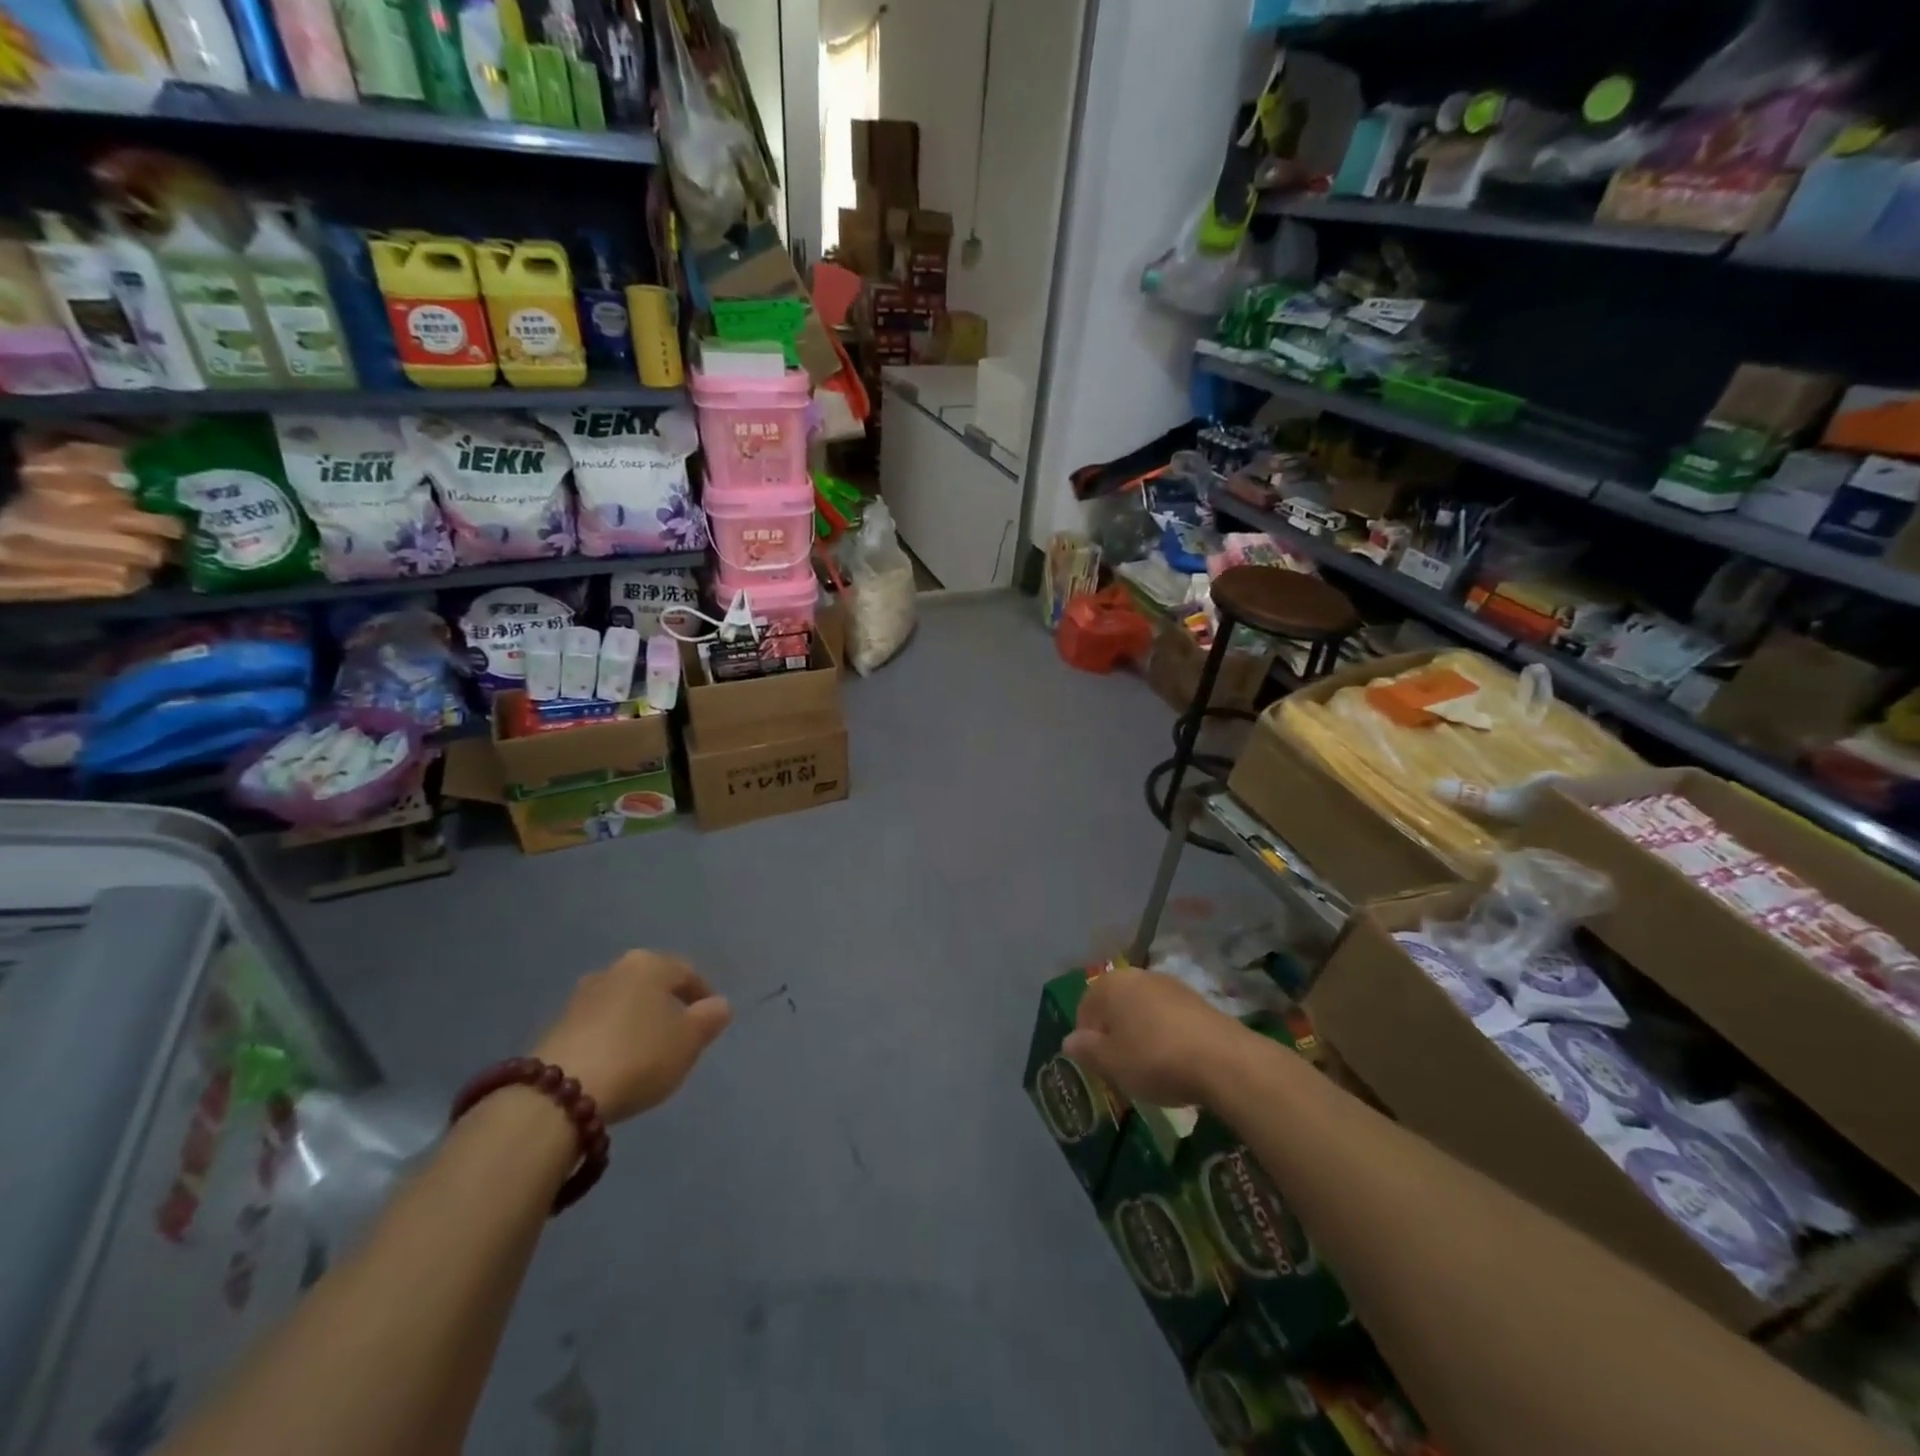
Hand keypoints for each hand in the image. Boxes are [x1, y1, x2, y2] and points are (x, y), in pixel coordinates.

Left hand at [533, 952, 731, 1121]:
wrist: (559, 1093)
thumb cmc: (639, 1056)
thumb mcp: (688, 1041)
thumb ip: (709, 1020)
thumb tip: (719, 1005)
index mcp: (650, 964)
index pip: (687, 973)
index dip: (703, 996)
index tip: (709, 1022)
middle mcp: (614, 969)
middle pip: (651, 985)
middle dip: (666, 1006)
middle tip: (679, 1036)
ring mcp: (580, 997)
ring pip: (622, 1004)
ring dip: (636, 1022)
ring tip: (647, 1053)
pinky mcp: (555, 1026)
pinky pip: (597, 1026)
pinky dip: (612, 1038)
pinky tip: (616, 1064)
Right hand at [1064, 968, 1250, 1108]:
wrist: (1223, 1060)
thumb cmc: (1154, 1059)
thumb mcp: (1111, 1063)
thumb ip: (1086, 1050)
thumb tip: (1069, 1040)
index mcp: (1111, 985)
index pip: (1086, 1007)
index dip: (1087, 1037)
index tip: (1098, 1065)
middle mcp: (1138, 976)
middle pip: (1115, 1005)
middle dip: (1114, 1032)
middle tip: (1120, 1066)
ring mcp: (1170, 984)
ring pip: (1142, 1009)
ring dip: (1140, 1032)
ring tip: (1148, 1066)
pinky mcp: (1197, 1000)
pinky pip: (1168, 1016)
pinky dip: (1165, 1034)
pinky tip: (1174, 1060)